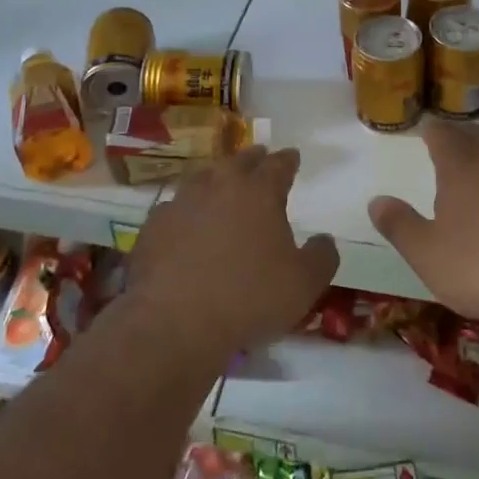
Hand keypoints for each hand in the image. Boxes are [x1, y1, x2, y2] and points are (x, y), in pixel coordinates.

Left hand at [127, 146, 338, 364]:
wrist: (174, 321)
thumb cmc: (249, 298)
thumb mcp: (304, 284)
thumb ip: (321, 257)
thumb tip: (325, 239)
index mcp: (259, 192)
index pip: (278, 165)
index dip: (288, 160)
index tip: (292, 156)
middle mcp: (219, 186)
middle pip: (239, 161)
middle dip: (253, 158)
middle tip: (260, 157)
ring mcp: (181, 203)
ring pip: (202, 178)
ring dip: (216, 177)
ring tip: (221, 182)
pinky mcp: (153, 227)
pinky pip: (174, 208)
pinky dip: (186, 210)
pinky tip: (186, 222)